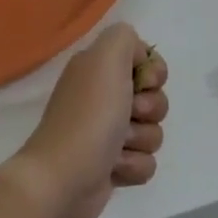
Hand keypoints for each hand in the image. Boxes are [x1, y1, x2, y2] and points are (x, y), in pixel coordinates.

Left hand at [4, 23, 168, 217]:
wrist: (62, 178)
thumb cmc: (88, 116)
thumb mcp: (106, 58)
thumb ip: (125, 38)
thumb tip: (140, 57)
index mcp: (98, 69)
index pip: (146, 62)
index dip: (154, 73)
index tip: (145, 82)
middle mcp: (103, 97)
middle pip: (155, 98)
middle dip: (150, 109)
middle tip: (128, 114)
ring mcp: (107, 133)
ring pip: (153, 131)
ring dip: (140, 140)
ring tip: (116, 148)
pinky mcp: (113, 165)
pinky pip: (146, 161)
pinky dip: (133, 165)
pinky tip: (113, 168)